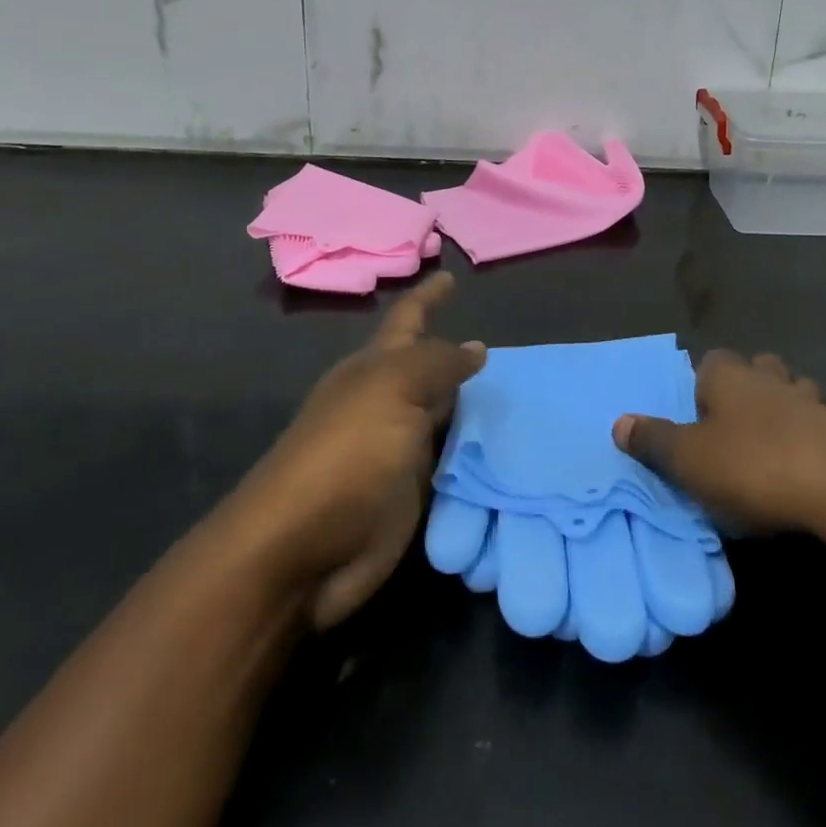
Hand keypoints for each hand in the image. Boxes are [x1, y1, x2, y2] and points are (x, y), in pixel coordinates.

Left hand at [227, 272, 484, 628]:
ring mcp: (400, 450)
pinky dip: (480, 454)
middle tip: (508, 347)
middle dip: (460, 356)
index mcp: (375, 369)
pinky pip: (457, 463)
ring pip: (448, 415)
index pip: (408, 319)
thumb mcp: (393, 389)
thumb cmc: (346, 453)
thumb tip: (476, 347)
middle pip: (430, 369)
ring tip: (523, 394)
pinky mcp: (413, 494)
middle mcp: (388, 403)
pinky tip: (513, 447)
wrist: (302, 551)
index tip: (450, 275)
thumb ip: (438, 363)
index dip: (428, 296)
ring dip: (477, 406)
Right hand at [613, 350, 825, 584]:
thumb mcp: (690, 461)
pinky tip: (808, 469)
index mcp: (732, 378)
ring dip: (785, 410)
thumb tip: (619, 422)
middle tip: (734, 424)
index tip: (697, 411)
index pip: (712, 360)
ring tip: (773, 445)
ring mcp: (816, 404)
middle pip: (759, 367)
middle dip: (748, 386)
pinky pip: (823, 427)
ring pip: (795, 392)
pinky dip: (813, 440)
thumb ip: (654, 441)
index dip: (702, 381)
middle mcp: (772, 380)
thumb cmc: (756, 468)